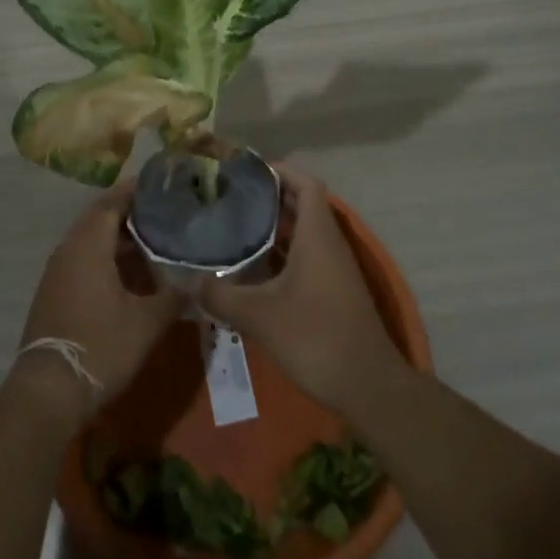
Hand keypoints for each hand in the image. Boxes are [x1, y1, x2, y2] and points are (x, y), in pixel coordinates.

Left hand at [15, 184, 182, 421]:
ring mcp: (58, 270)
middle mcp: (70, 248)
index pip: (113, 202)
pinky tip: (127, 273)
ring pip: (90, 240)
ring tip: (151, 239)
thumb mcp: (147, 323)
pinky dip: (105, 256)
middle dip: (129, 212)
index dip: (135, 191)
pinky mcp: (54, 291)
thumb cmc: (101, 345)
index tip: (159, 185)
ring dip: (117, 237)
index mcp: (89, 244)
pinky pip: (82, 259)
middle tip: (161, 211)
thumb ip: (173, 297)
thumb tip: (198, 283)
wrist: (49, 390)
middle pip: (100, 218)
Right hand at [198, 166, 405, 416]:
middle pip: (301, 205)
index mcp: (318, 234)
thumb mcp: (259, 316)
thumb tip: (191, 282)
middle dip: (268, 197)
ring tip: (234, 226)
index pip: (304, 183)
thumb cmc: (315, 337)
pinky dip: (281, 253)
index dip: (279, 171)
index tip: (246, 172)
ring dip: (273, 227)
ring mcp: (334, 269)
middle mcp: (329, 243)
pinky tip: (253, 269)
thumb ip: (221, 295)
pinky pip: (306, 257)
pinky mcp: (333, 291)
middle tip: (231, 197)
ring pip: (303, 233)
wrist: (368, 387)